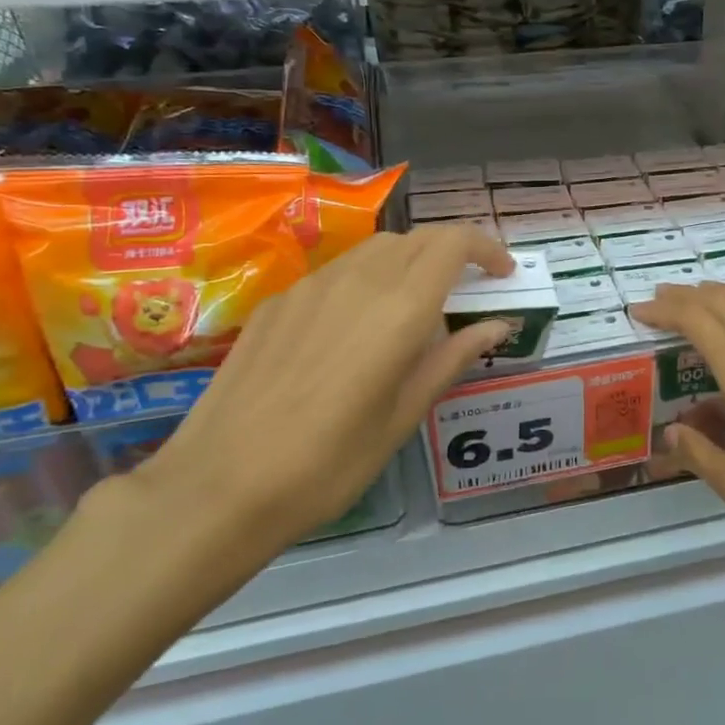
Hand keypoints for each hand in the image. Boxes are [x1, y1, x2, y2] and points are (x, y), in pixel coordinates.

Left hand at [118, 225, 514, 576]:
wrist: (221, 485)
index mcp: (399, 308)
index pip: (454, 242)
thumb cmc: (330, 463)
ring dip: (408, 263)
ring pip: (375, 250)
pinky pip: (337, 272)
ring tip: (414, 309)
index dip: (486, 247)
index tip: (502, 274)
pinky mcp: (277, 302)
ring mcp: (311, 286)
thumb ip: (453, 358)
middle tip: (466, 291)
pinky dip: (366, 280)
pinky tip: (354, 328)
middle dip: (451, 253)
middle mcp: (358, 280)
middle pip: (417, 238)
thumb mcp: (404, 416)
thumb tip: (497, 324)